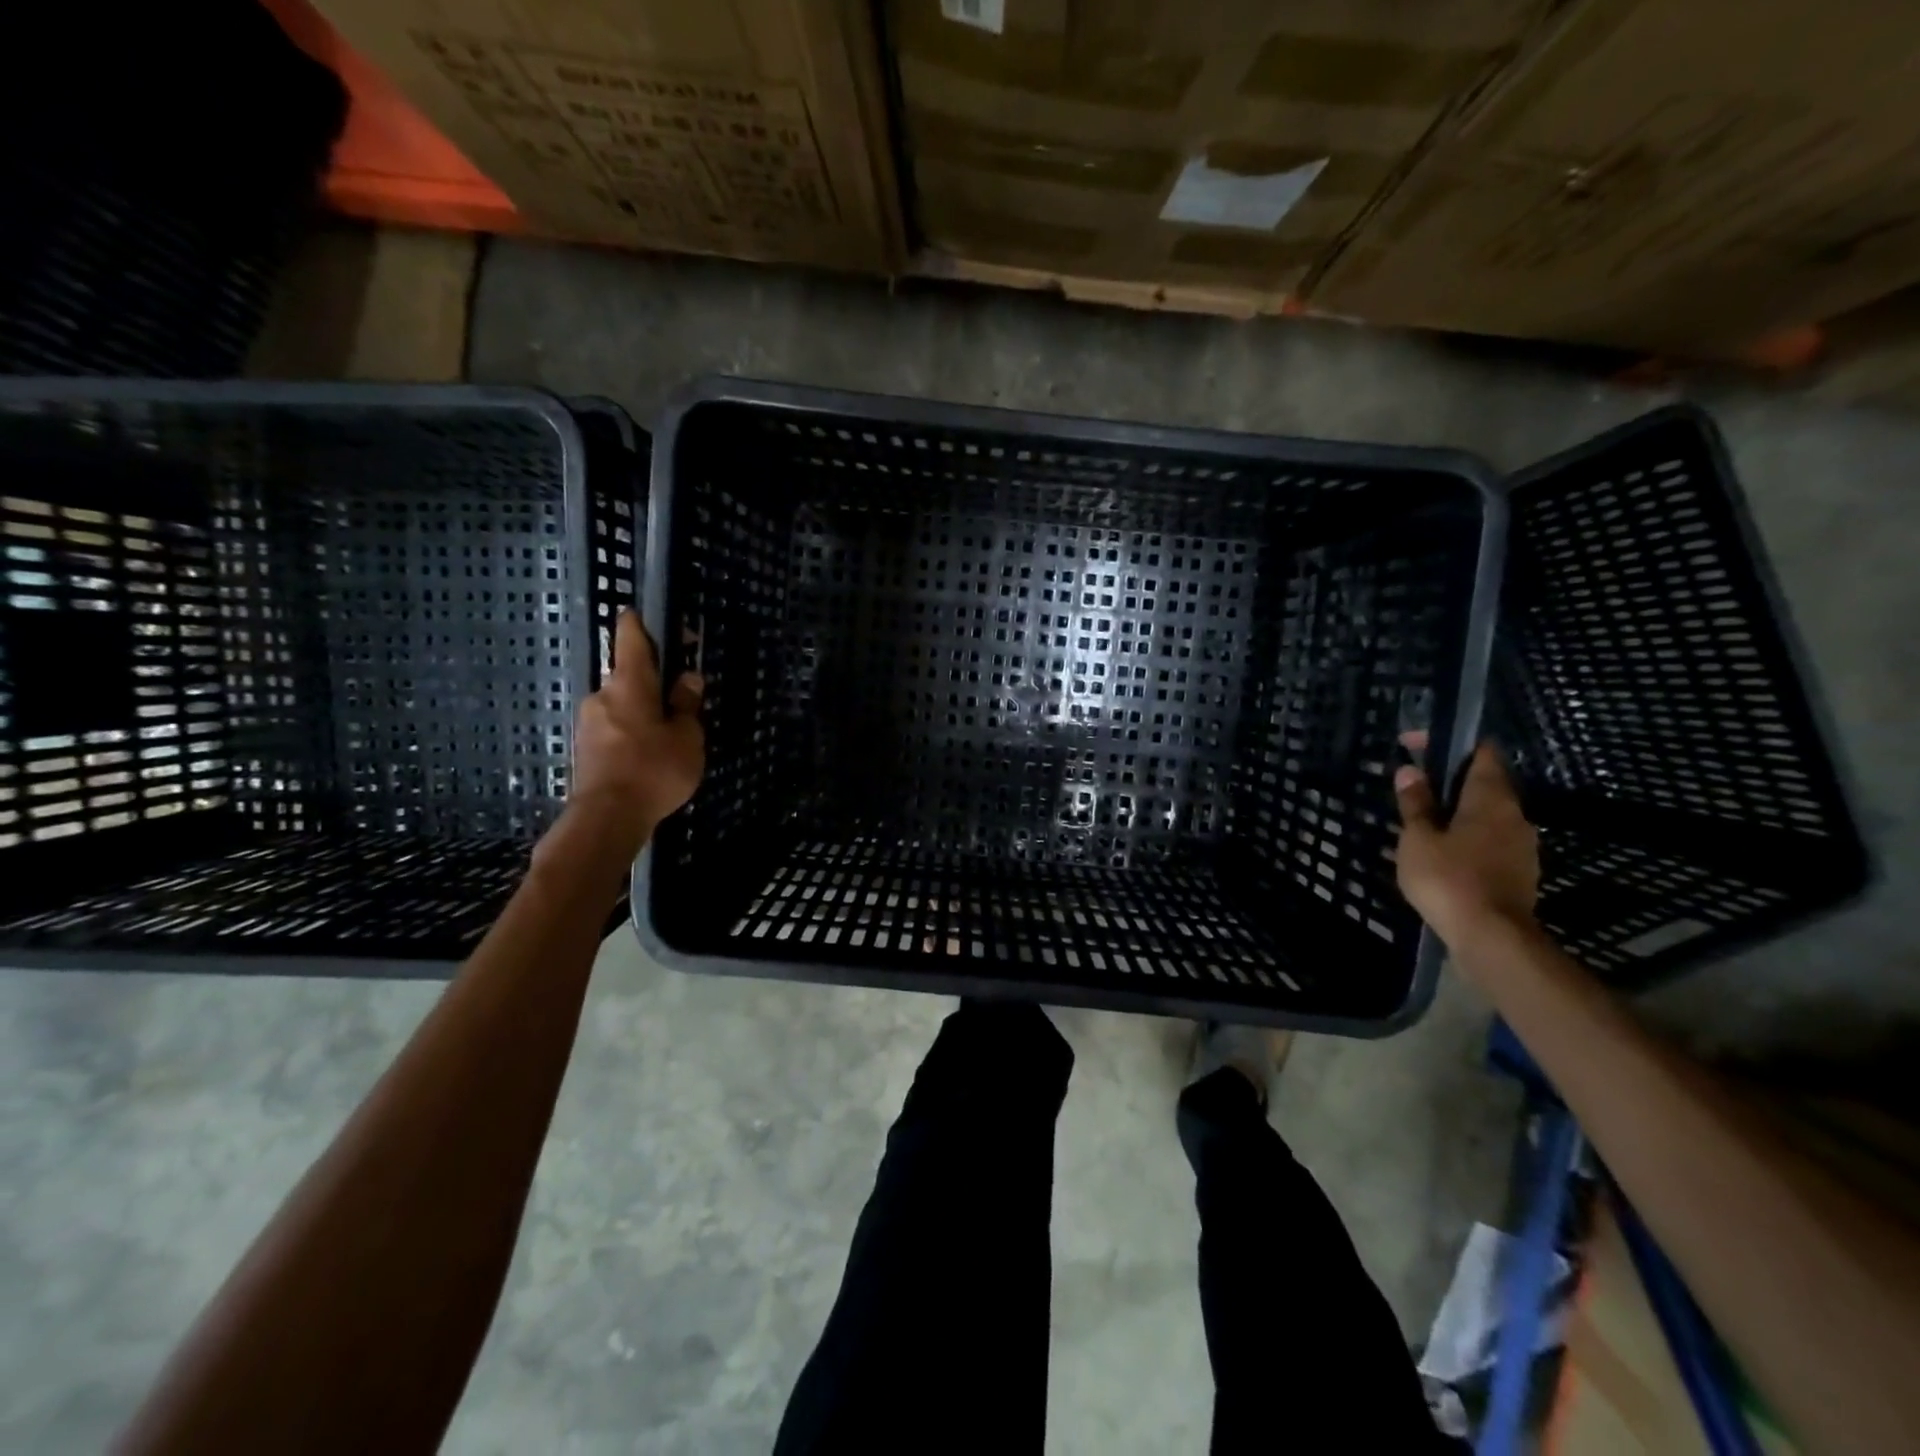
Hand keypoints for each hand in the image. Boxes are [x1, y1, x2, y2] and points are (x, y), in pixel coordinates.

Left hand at [564, 609, 703, 848]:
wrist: (606, 818)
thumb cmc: (653, 770)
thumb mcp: (687, 738)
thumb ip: (687, 706)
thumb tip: (688, 679)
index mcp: (630, 684)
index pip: (630, 638)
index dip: (639, 623)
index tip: (647, 615)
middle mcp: (603, 695)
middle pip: (629, 676)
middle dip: (653, 682)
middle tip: (681, 697)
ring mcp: (589, 722)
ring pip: (622, 704)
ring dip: (643, 710)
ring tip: (670, 734)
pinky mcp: (585, 748)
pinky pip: (614, 728)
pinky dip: (632, 732)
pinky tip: (650, 754)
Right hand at [1393, 732, 1539, 951]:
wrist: (1492, 937)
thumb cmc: (1448, 878)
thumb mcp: (1418, 838)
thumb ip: (1415, 804)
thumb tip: (1410, 771)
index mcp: (1490, 798)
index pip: (1481, 753)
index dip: (1451, 743)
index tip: (1417, 745)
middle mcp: (1514, 815)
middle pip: (1486, 784)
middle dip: (1452, 781)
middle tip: (1416, 788)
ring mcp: (1522, 845)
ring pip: (1489, 815)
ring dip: (1461, 811)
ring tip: (1426, 822)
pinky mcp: (1520, 872)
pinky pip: (1492, 841)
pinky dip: (1469, 837)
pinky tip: (1446, 853)